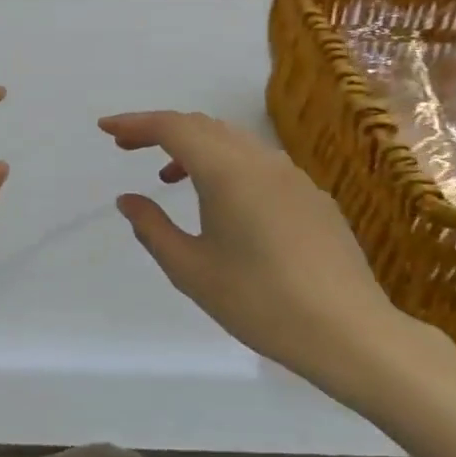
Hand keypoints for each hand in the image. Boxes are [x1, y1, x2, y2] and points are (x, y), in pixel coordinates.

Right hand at [99, 110, 455, 412]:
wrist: (350, 333)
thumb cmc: (259, 302)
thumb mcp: (191, 270)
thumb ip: (153, 228)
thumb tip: (128, 199)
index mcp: (228, 173)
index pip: (173, 128)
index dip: (135, 123)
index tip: (105, 128)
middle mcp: (262, 162)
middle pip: (203, 127)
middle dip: (161, 130)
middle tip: (128, 148)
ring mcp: (293, 177)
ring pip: (233, 142)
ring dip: (194, 148)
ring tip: (168, 178)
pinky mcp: (312, 197)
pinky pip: (258, 163)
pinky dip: (226, 165)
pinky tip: (221, 203)